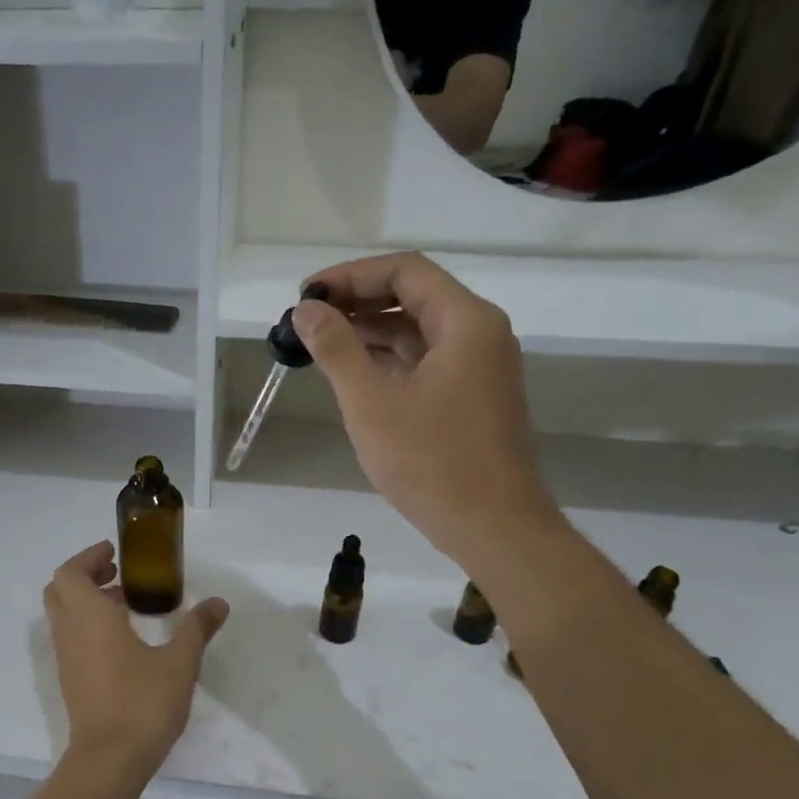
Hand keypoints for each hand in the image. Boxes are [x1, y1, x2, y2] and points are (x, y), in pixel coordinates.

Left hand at [43, 542, 228, 782]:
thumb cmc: (143, 704)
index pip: (69, 573)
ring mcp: (67, 659)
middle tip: (118, 574)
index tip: (114, 553)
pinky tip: (122, 639)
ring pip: (64, 615)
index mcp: (90, 619)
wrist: (110, 759)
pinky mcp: (71, 680)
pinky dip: (87, 624)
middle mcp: (70, 633)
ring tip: (125, 603)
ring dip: (87, 601)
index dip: (88, 557)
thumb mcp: (179, 663)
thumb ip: (196, 629)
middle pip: (60, 590)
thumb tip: (218, 603)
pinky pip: (71, 638)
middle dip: (85, 575)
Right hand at [295, 251, 556, 557]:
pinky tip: (353, 375)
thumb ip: (336, 350)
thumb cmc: (431, 462)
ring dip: (370, 333)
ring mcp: (480, 368)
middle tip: (307, 320)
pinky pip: (427, 362)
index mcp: (466, 322)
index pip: (405, 271)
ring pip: (419, 332)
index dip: (351, 275)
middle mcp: (480, 334)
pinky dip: (389, 362)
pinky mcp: (473, 398)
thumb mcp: (372, 403)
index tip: (306, 294)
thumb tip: (305, 310)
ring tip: (320, 346)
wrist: (493, 527)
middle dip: (358, 303)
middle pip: (414, 297)